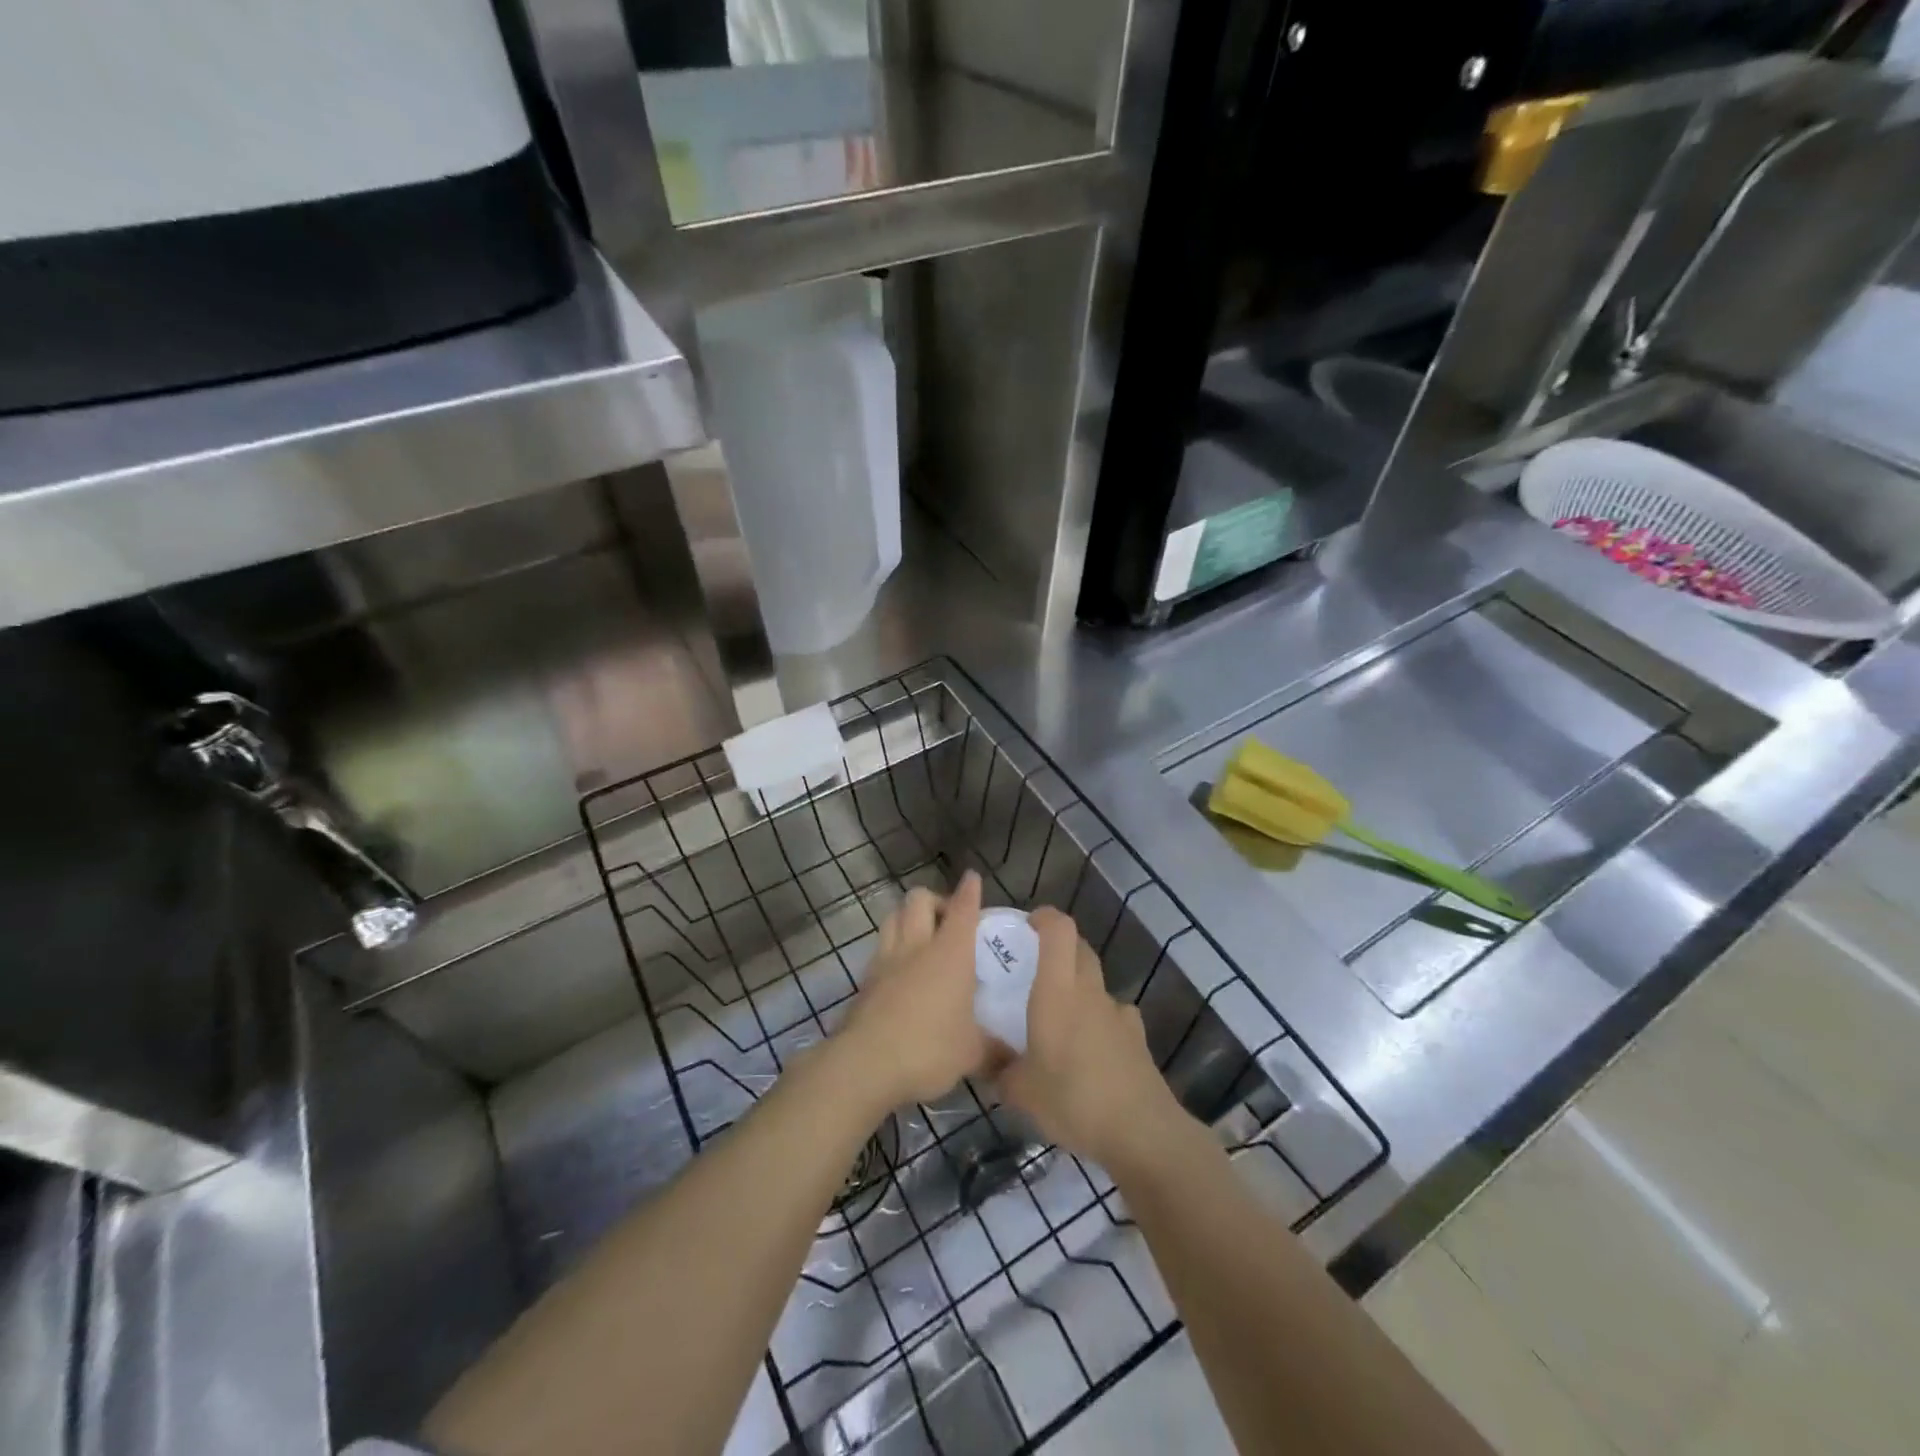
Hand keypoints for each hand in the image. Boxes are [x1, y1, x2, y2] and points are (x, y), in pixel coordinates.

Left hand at [838, 871, 997, 1107]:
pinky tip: (900, 970)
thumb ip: (996, 1051)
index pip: (962, 909)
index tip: (973, 878)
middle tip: (948, 920)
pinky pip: (880, 948)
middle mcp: (917, 946)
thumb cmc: (928, 1049)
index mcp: (950, 953)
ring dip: (908, 917)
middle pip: (919, 900)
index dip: (970, 891)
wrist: (864, 1065)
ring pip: (893, 917)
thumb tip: (1015, 1059)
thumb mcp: (972, 1054)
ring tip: (922, 936)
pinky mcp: (866, 980)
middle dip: (935, 900)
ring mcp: (886, 960)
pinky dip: (892, 947)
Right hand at [997, 907, 1190, 1172]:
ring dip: (1079, 987)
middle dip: (1059, 948)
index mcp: (1058, 991)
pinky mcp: (1136, 1038)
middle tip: (1034, 969)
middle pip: (1080, 949)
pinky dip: (1100, 1020)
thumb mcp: (1021, 1092)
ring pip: (1096, 982)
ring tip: (1061, 1017)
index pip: (1059, 930)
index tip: (1027, 925)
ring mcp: (1118, 1013)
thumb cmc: (1072, 1099)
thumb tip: (986, 1064)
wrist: (1140, 1131)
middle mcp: (1089, 991)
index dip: (1045, 918)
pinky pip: (1114, 1015)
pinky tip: (1091, 1048)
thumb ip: (1000, 1072)